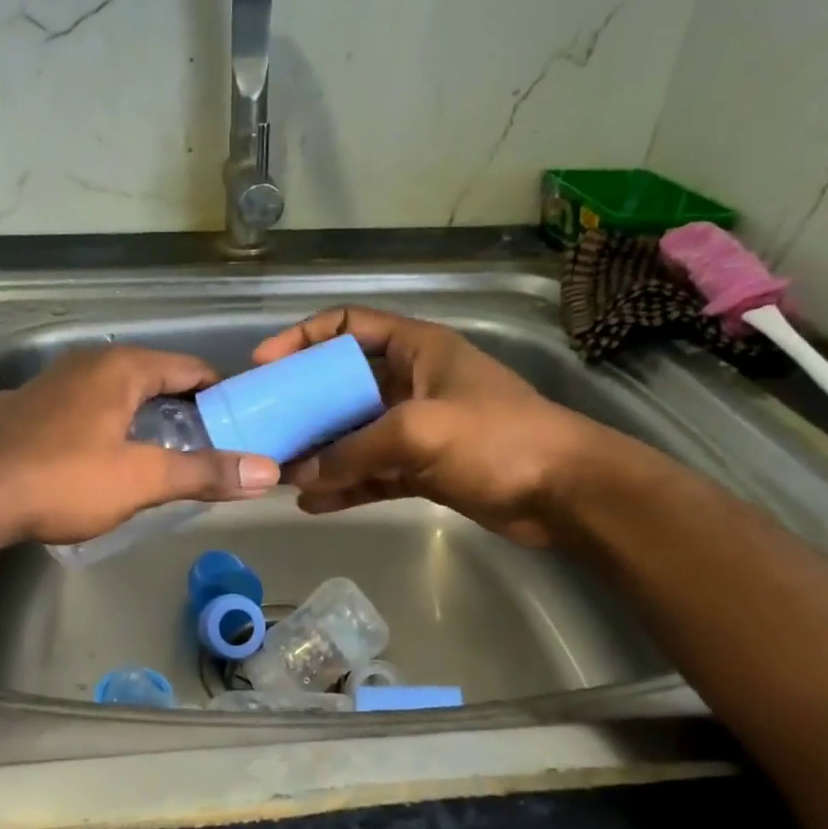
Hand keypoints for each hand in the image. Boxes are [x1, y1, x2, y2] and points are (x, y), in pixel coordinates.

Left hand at [0, 346, 280, 545]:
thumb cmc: (64, 480)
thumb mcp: (142, 479)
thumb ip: (204, 473)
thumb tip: (267, 471)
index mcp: (118, 369)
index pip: (186, 367)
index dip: (217, 391)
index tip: (238, 419)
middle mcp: (81, 364)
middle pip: (147, 377)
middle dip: (178, 405)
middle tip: (203, 442)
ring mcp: (43, 386)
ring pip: (105, 392)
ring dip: (134, 415)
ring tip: (154, 450)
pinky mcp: (16, 412)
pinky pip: (72, 410)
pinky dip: (94, 425)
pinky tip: (91, 456)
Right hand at [252, 307, 599, 544]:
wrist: (564, 493)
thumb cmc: (496, 438)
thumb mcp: (418, 431)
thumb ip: (353, 450)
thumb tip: (300, 475)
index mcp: (415, 349)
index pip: (347, 326)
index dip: (302, 338)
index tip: (263, 365)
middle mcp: (411, 383)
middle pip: (341, 385)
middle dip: (302, 406)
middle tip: (263, 427)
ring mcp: (416, 429)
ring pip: (353, 434)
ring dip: (319, 452)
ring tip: (280, 471)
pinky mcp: (422, 470)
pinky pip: (371, 473)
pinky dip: (344, 486)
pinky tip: (312, 503)